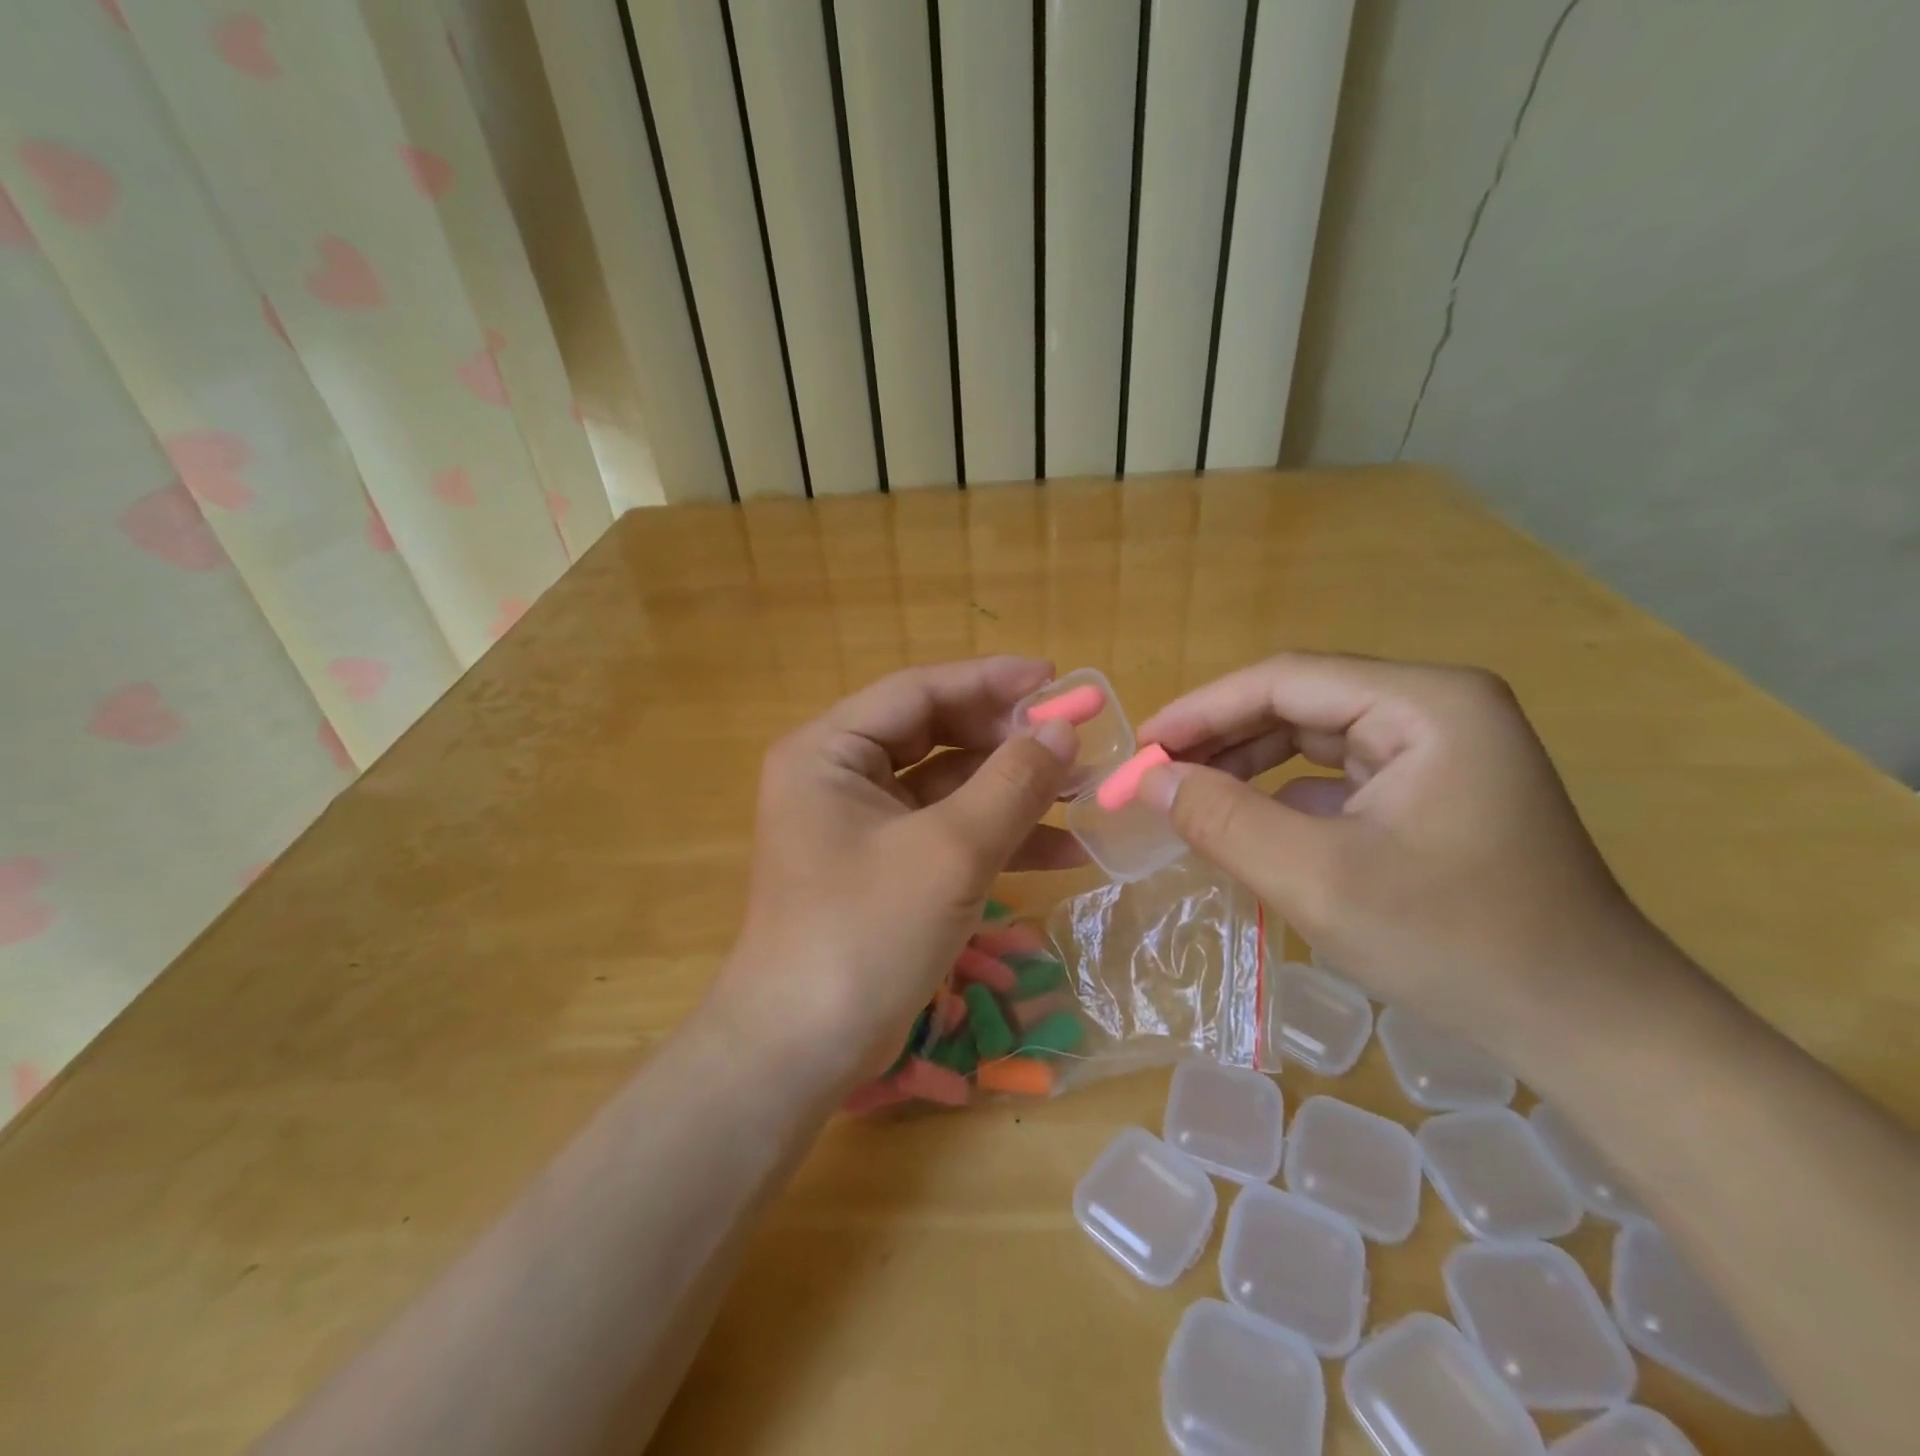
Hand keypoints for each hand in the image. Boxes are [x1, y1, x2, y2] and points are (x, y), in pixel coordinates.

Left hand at [710, 658, 1083, 1089]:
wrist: (803, 1051)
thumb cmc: (866, 934)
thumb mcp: (950, 852)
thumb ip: (1012, 783)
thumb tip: (1063, 728)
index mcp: (830, 751)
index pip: (919, 691)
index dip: (991, 681)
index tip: (1056, 680)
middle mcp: (840, 777)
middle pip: (936, 735)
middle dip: (1008, 741)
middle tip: (1076, 740)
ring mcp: (862, 826)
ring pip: (949, 788)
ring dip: (1013, 791)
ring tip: (1086, 792)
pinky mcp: (885, 868)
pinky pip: (947, 833)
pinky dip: (999, 838)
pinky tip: (1065, 850)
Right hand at [1136, 654, 1660, 1056]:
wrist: (1590, 1026)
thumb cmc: (1455, 944)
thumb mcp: (1318, 881)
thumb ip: (1223, 821)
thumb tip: (1150, 780)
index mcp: (1424, 703)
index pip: (1284, 680)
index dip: (1200, 711)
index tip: (1140, 748)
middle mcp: (1436, 708)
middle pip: (1299, 702)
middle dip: (1220, 738)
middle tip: (1154, 775)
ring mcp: (1440, 749)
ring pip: (1314, 736)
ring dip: (1247, 764)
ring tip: (1186, 796)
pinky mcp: (1434, 789)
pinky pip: (1339, 774)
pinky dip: (1284, 793)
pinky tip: (1245, 822)